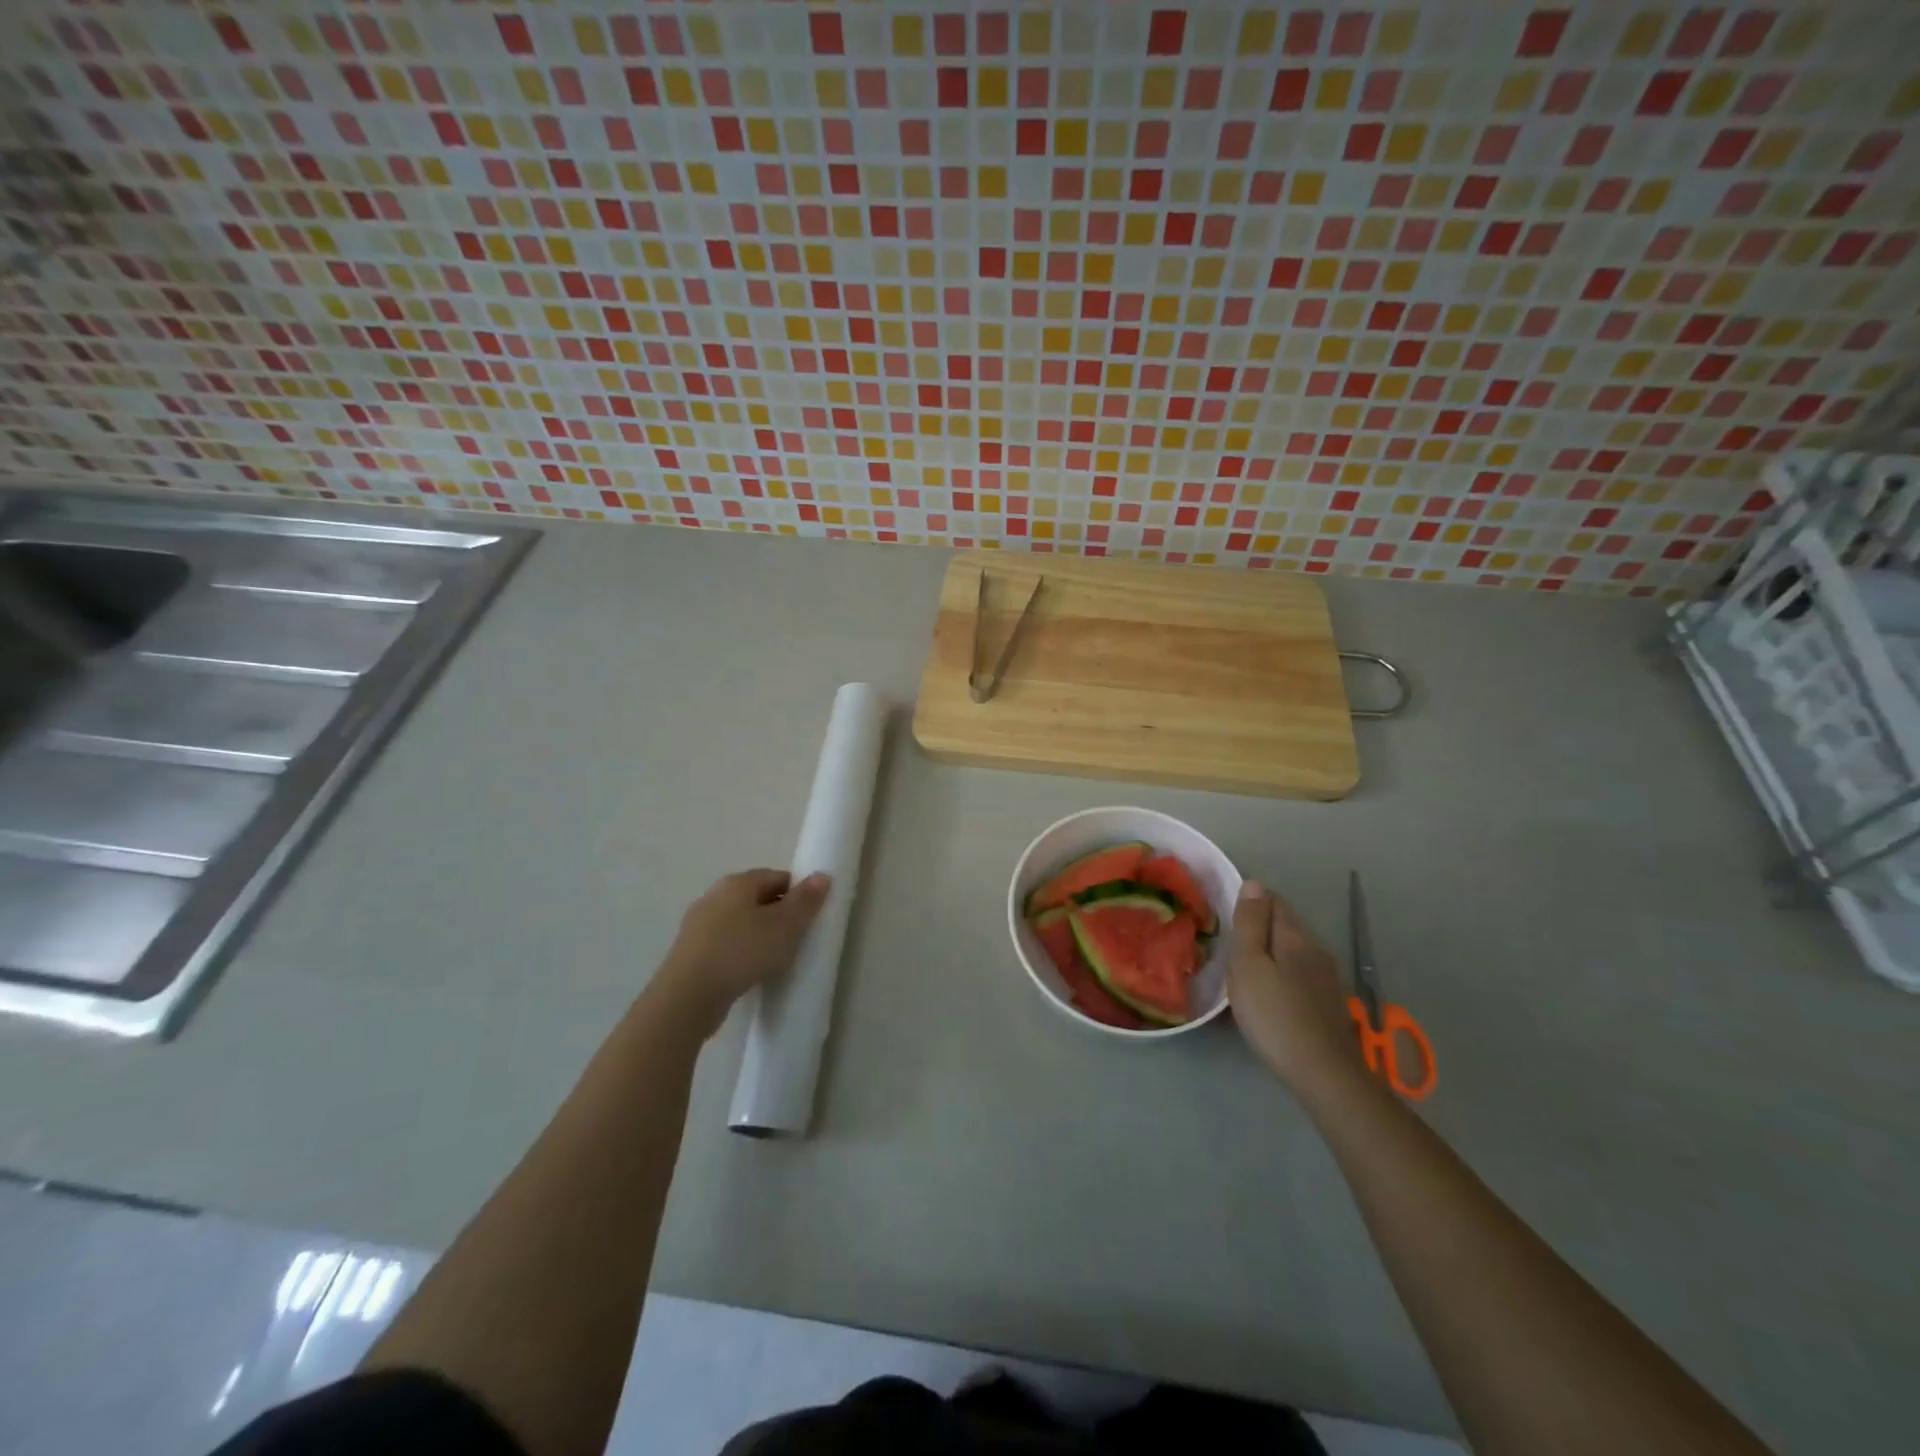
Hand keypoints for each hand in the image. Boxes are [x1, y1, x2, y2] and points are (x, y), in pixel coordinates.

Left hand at [651, 869, 830, 1033]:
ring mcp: (698, 924)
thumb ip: (805, 900)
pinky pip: (725, 943)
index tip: (810, 918)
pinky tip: (749, 971)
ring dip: (758, 934)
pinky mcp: (690, 951)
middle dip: (778, 914)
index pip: (777, 876)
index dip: (798, 894)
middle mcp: (714, 896)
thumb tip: (821, 876)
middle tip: (796, 939)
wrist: (687, 997)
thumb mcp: (784, 926)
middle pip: (757, 898)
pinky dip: (740, 951)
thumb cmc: (741, 953)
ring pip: (739, 921)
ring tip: (774, 958)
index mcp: (737, 883)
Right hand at [1229, 881, 1361, 1095]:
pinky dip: (1281, 976)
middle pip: (1284, 926)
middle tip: (1228, 944)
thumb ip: (1251, 923)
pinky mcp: (1328, 1004)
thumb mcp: (1249, 964)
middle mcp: (1316, 950)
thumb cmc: (1274, 1014)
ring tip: (1243, 970)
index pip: (1273, 901)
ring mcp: (1326, 978)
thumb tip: (1253, 883)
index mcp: (1295, 936)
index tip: (1225, 915)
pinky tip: (1269, 995)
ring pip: (1292, 952)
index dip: (1249, 902)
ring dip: (1269, 954)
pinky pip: (1298, 976)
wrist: (1323, 1073)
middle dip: (1258, 928)